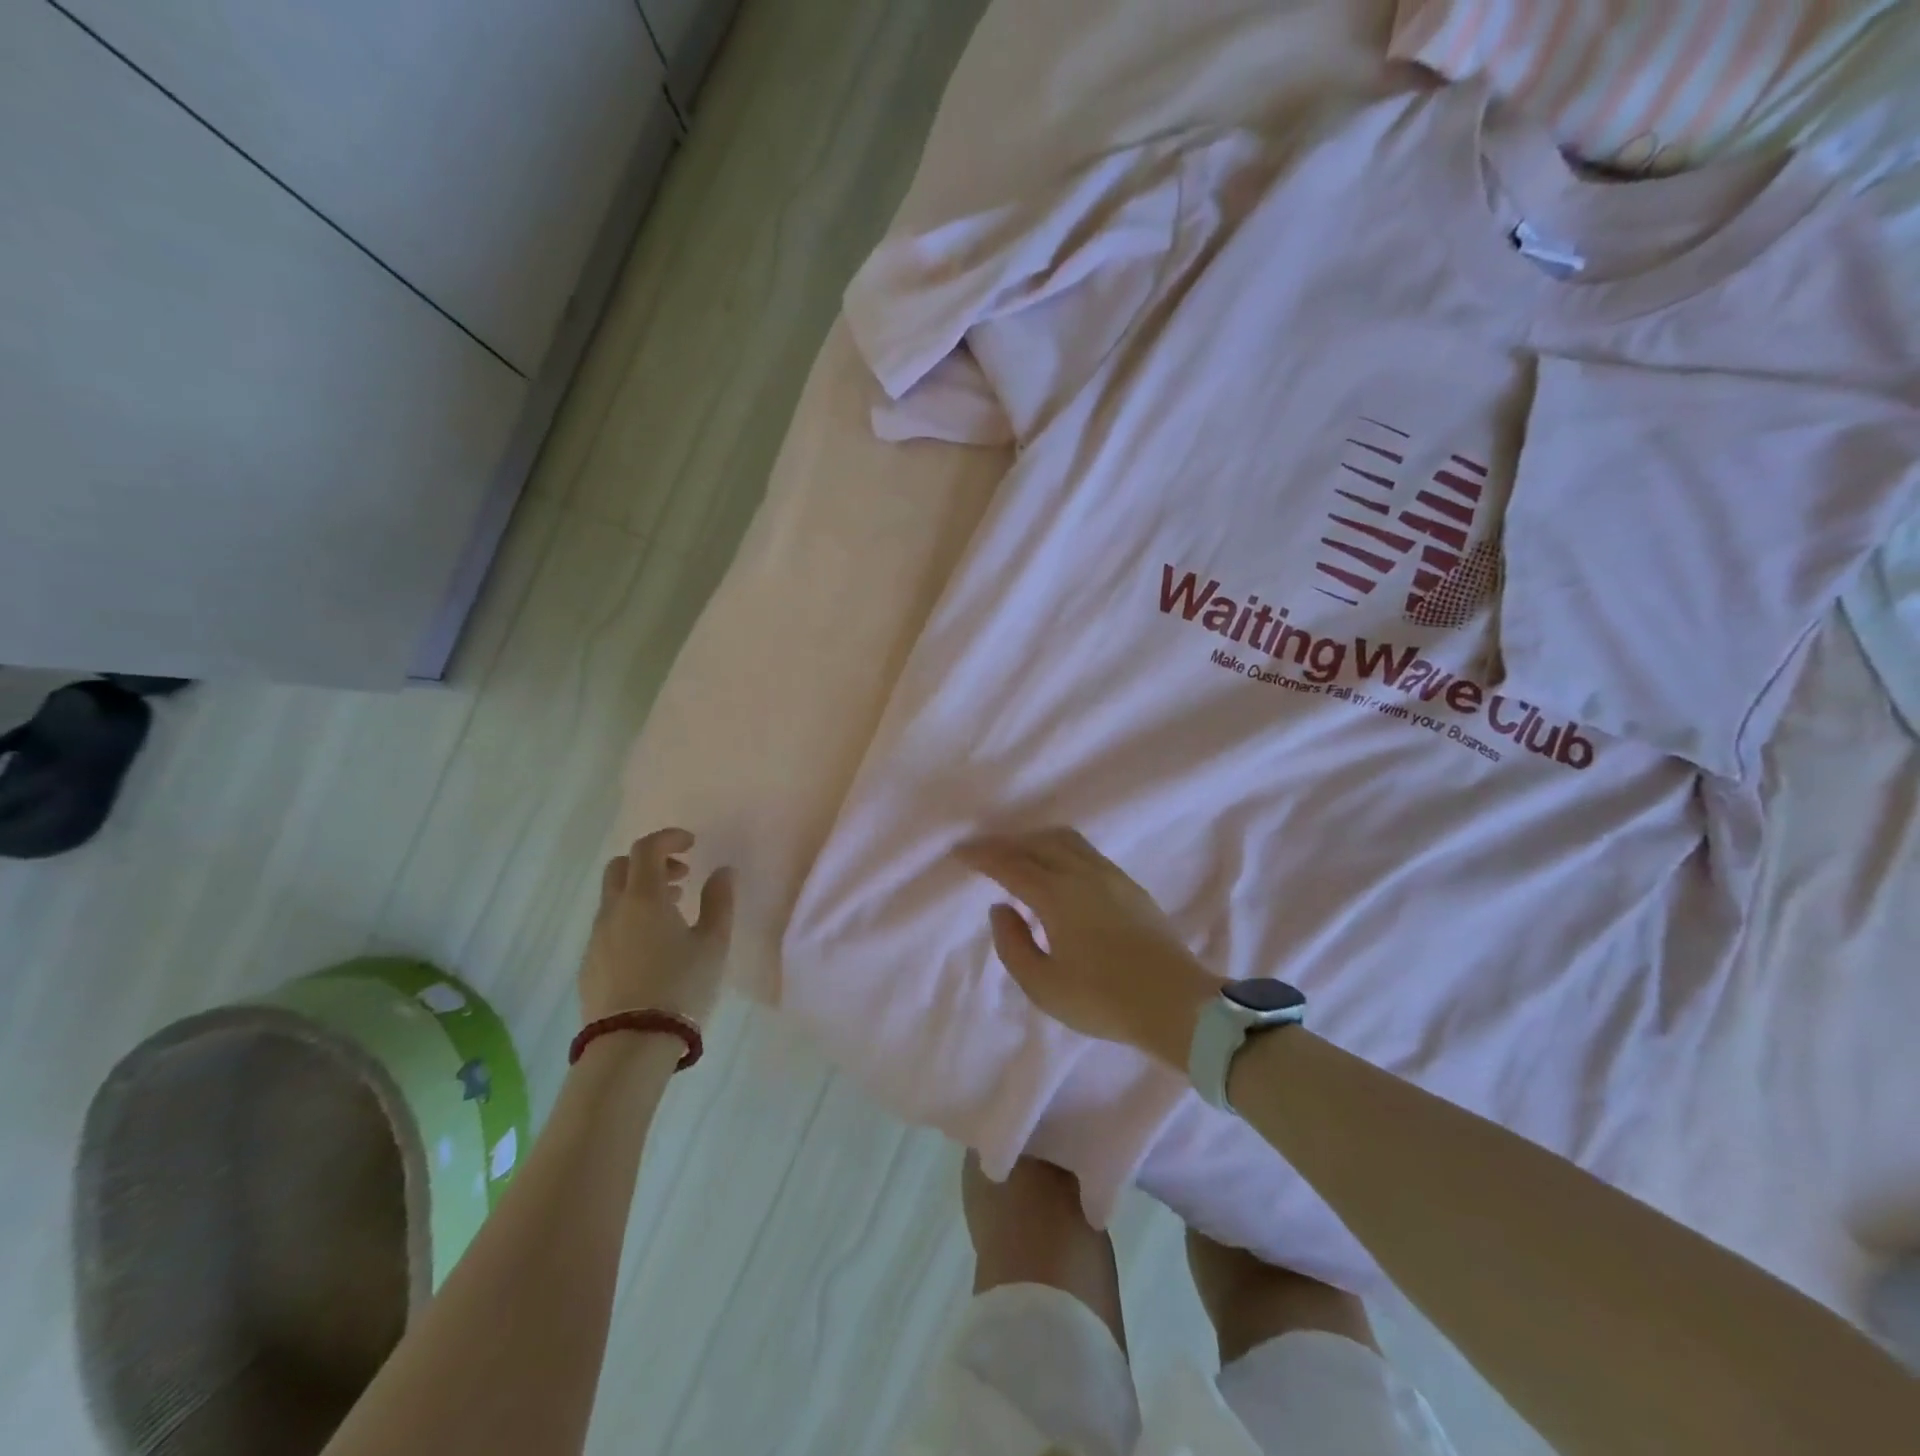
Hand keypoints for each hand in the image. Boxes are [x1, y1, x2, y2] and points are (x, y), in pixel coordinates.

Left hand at [578, 829, 734, 1027]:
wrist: (630, 1044)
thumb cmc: (680, 986)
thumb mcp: (713, 943)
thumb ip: (719, 901)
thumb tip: (722, 872)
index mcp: (644, 898)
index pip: (647, 849)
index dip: (669, 838)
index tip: (692, 844)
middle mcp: (613, 911)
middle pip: (621, 867)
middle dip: (651, 862)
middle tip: (681, 877)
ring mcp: (596, 938)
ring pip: (613, 898)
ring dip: (641, 892)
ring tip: (673, 913)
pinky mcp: (589, 964)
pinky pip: (608, 926)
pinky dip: (629, 918)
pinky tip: (652, 945)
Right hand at [954, 827, 1225, 1068]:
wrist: (1176, 1002)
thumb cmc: (1103, 999)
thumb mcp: (1043, 986)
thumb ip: (1013, 944)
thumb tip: (1001, 908)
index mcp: (1057, 895)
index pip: (1010, 864)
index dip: (982, 856)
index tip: (960, 852)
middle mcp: (1082, 873)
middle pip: (1036, 843)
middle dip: (1005, 843)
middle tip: (982, 853)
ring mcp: (1110, 875)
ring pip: (1064, 840)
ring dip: (1034, 841)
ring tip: (1017, 854)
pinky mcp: (1129, 885)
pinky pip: (1084, 851)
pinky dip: (1058, 849)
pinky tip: (1056, 869)